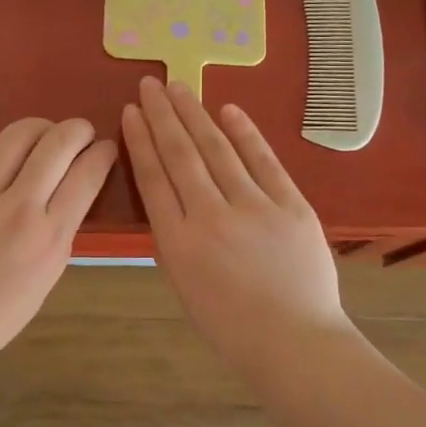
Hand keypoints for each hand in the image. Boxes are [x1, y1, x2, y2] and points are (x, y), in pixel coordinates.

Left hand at [0, 118, 116, 393]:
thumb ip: (59, 232)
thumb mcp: (46, 279)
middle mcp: (19, 208)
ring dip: (38, 127)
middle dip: (77, 129)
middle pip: (58, 143)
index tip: (104, 149)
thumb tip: (67, 193)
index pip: (88, 175)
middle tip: (79, 133)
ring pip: (16, 135)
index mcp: (49, 238)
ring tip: (41, 135)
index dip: (103, 153)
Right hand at [121, 77, 354, 373]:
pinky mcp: (291, 205)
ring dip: (196, 114)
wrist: (294, 342)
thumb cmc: (231, 326)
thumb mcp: (184, 286)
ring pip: (218, 149)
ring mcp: (254, 207)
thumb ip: (174, 239)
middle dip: (162, 115)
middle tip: (150, 84)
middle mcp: (210, 216)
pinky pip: (264, 161)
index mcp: (178, 242)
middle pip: (181, 154)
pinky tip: (228, 110)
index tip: (130, 112)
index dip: (140, 140)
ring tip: (179, 88)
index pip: (153, 177)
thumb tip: (171, 198)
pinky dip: (245, 134)